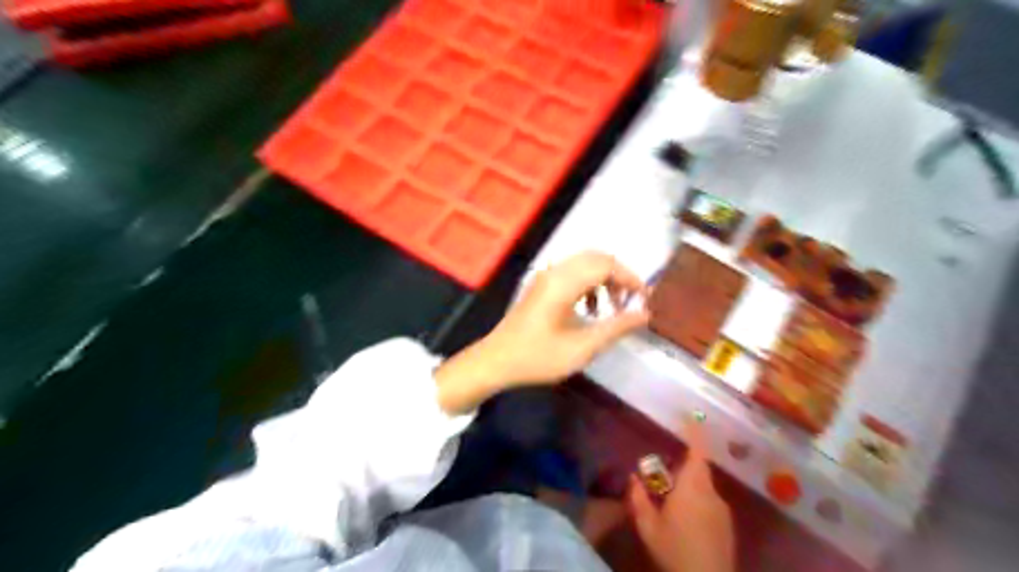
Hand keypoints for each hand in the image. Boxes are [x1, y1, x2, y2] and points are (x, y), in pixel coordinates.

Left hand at [433, 253, 646, 413]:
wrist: (496, 361)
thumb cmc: (538, 357)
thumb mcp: (582, 348)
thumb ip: (616, 327)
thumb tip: (645, 314)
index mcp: (563, 282)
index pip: (606, 264)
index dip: (630, 278)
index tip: (645, 299)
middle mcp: (554, 271)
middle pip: (596, 258)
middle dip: (619, 276)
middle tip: (631, 302)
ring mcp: (545, 276)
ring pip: (584, 264)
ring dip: (604, 279)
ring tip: (613, 308)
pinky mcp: (540, 285)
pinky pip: (572, 273)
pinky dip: (588, 284)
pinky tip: (590, 309)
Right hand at [630, 421, 732, 571]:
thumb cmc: (675, 551)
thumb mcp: (648, 527)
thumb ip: (639, 498)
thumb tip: (634, 477)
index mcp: (692, 487)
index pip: (697, 451)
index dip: (695, 432)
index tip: (690, 415)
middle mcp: (711, 493)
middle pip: (699, 468)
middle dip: (682, 465)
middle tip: (663, 475)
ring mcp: (722, 509)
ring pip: (704, 486)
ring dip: (689, 485)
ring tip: (671, 502)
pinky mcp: (727, 524)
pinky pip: (709, 501)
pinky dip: (697, 501)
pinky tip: (685, 521)